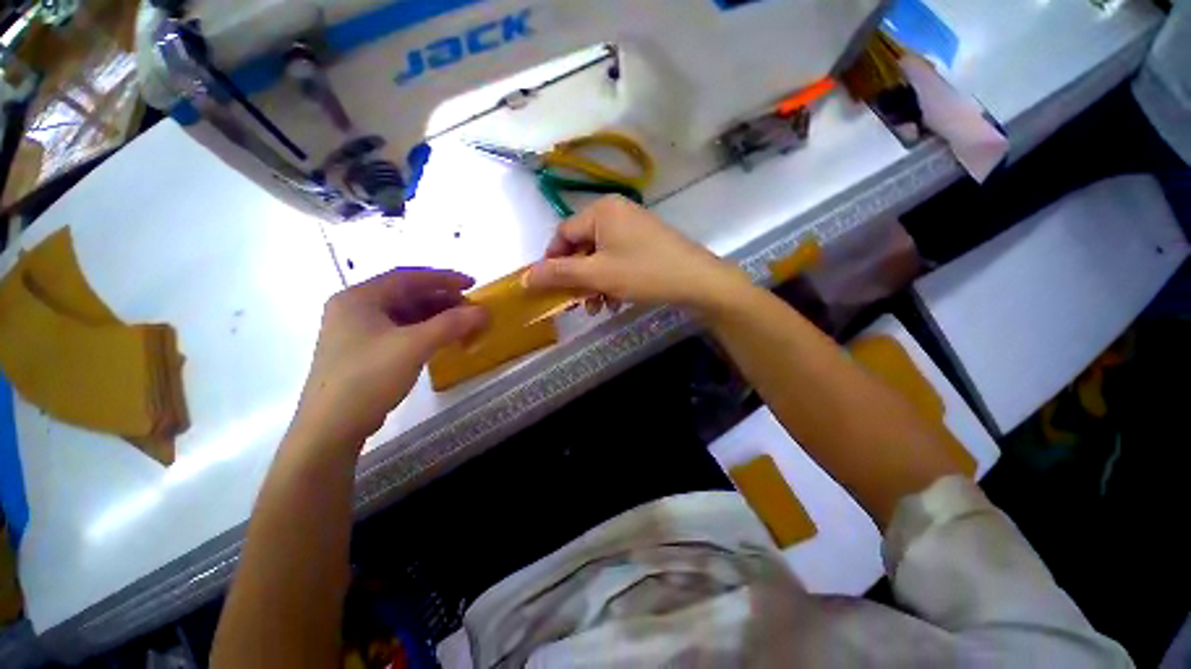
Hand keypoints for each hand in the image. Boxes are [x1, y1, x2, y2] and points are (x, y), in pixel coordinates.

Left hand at [292, 268, 487, 448]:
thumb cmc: (369, 376)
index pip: (407, 277)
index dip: (443, 278)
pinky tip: (440, 340)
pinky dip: (423, 332)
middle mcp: (354, 309)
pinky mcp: (362, 352)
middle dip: (441, 299)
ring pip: (403, 314)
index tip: (472, 284)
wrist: (331, 427)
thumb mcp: (414, 346)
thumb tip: (482, 311)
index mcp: (359, 298)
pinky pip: (399, 332)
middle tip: (469, 308)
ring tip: (461, 324)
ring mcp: (356, 332)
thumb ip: (451, 324)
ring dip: (434, 317)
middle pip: (405, 295)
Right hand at [525, 196, 751, 314]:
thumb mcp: (597, 275)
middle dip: (578, 278)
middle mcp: (616, 213)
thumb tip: (526, 276)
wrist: (697, 280)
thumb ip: (560, 274)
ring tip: (599, 307)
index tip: (551, 287)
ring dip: (594, 284)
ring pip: (600, 257)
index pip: (563, 234)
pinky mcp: (646, 242)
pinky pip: (618, 259)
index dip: (553, 261)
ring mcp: (633, 227)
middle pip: (582, 247)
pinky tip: (615, 301)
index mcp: (601, 211)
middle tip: (578, 303)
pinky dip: (612, 280)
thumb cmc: (643, 273)